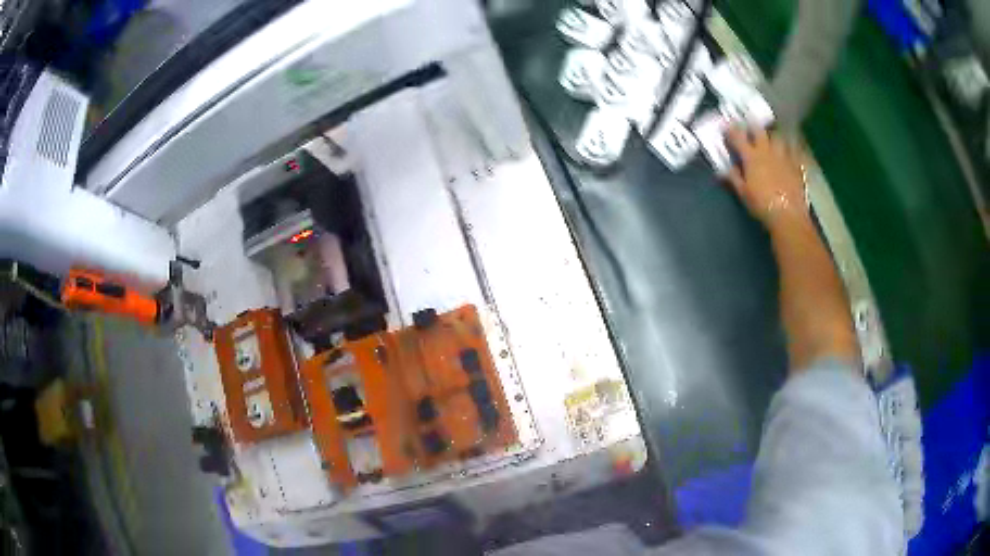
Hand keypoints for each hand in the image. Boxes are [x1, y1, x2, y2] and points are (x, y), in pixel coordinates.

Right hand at [725, 127, 809, 229]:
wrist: (788, 215)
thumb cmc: (762, 205)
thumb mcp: (743, 193)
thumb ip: (734, 178)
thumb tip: (725, 168)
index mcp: (751, 157)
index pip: (738, 137)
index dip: (731, 130)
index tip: (726, 126)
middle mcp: (767, 151)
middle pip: (759, 130)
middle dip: (753, 126)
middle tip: (750, 127)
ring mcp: (783, 155)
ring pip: (778, 136)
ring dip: (772, 134)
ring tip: (771, 136)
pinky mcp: (796, 164)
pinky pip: (794, 149)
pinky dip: (791, 146)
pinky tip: (790, 148)